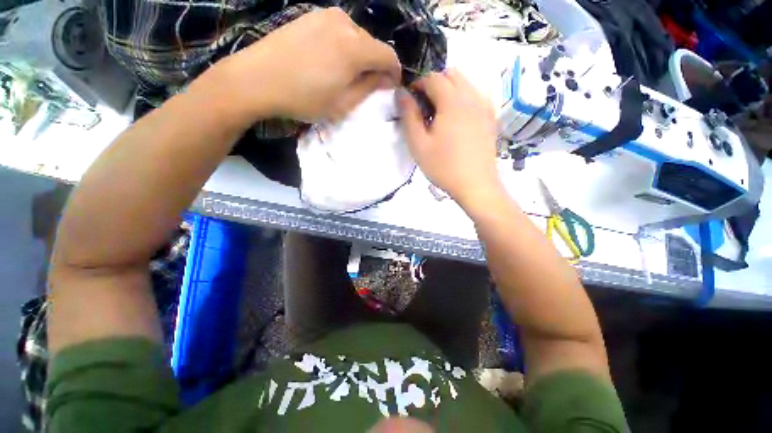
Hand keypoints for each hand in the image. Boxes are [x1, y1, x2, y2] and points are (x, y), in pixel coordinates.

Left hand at [213, 7, 400, 122]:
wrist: (258, 78)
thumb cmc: (304, 98)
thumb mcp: (343, 103)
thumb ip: (369, 88)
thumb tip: (385, 78)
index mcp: (355, 48)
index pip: (388, 55)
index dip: (394, 72)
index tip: (391, 87)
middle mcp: (345, 24)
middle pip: (372, 45)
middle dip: (375, 65)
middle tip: (366, 85)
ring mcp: (326, 15)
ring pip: (356, 37)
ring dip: (359, 56)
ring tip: (347, 75)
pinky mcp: (311, 16)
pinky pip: (339, 30)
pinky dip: (344, 46)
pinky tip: (331, 61)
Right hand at [400, 69, 501, 209]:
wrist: (476, 185)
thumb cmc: (443, 166)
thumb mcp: (418, 144)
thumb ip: (409, 115)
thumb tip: (401, 93)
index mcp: (452, 100)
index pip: (432, 77)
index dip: (417, 84)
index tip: (410, 100)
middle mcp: (472, 96)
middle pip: (452, 74)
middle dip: (434, 84)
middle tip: (425, 108)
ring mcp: (485, 106)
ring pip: (466, 83)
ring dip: (450, 90)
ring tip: (440, 115)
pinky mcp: (491, 118)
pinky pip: (476, 96)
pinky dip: (464, 99)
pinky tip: (457, 120)